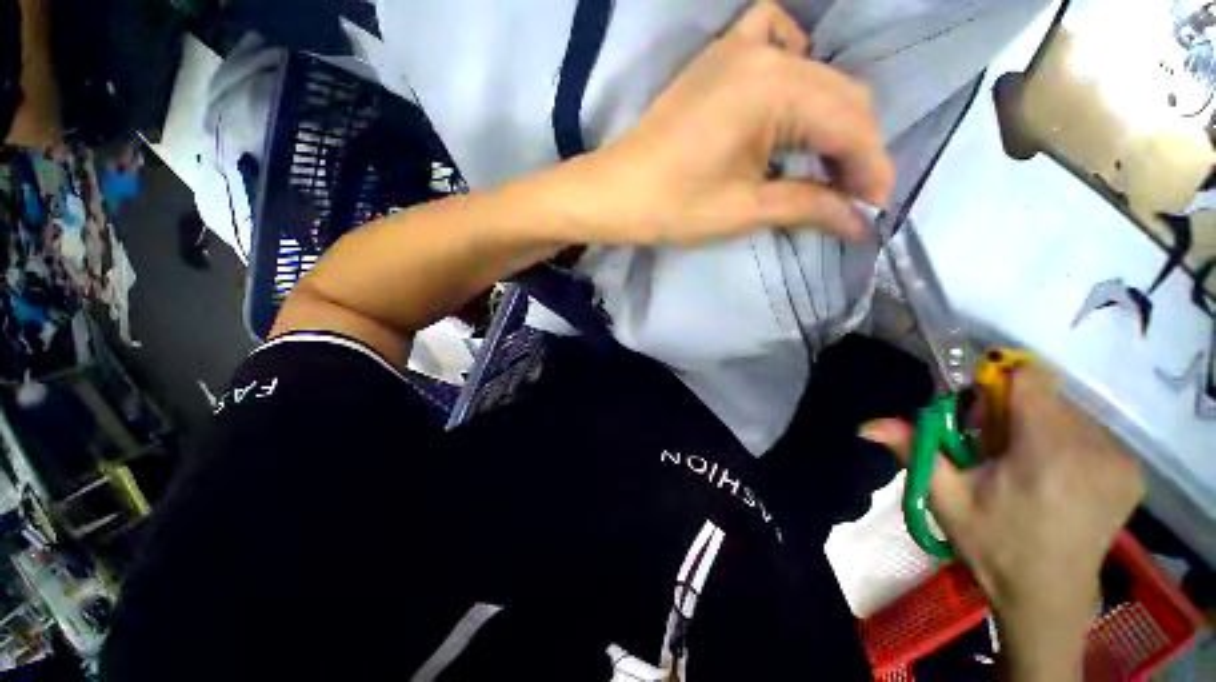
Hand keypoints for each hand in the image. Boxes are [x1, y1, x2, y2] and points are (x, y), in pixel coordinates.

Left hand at [556, 1, 892, 245]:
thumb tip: (859, 220)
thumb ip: (808, 205)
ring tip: (829, 165)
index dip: (870, 170)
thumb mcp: (744, 209)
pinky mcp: (718, 59)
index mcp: (774, 89)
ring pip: (815, 77)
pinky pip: (773, 40)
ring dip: (831, 119)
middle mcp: (765, 54)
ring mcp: (738, 48)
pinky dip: (795, 65)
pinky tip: (791, 98)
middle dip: (856, 150)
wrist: (615, 193)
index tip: (876, 208)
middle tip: (854, 196)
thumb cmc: (673, 206)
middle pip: (841, 96)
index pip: (849, 126)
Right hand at [861, 366, 1143, 679]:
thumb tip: (866, 425)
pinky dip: (1068, 443)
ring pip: (1069, 413)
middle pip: (1047, 396)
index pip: (1031, 379)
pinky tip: (1058, 478)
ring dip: (1041, 428)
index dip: (998, 385)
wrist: (1049, 598)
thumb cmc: (993, 547)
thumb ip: (914, 451)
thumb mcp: (945, 499)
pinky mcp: (1132, 471)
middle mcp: (1094, 449)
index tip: (981, 415)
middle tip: (996, 452)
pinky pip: (1092, 433)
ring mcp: (1121, 461)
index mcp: (1046, 454)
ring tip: (1027, 469)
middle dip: (1015, 412)